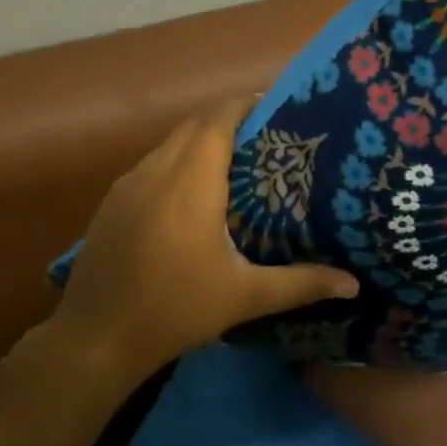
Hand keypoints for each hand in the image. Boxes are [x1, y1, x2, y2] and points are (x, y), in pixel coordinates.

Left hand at [52, 97, 359, 378]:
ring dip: (201, 140)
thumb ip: (300, 283)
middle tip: (265, 136)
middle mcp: (158, 169)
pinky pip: (153, 164)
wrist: (93, 339)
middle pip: (196, 124)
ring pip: (171, 143)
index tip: (275, 109)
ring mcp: (129, 184)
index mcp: (191, 180)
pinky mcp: (112, 202)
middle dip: (229, 119)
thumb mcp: (244, 296)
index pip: (218, 118)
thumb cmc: (175, 308)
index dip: (245, 105)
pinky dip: (177, 161)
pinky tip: (191, 195)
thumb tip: (353, 283)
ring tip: (235, 161)